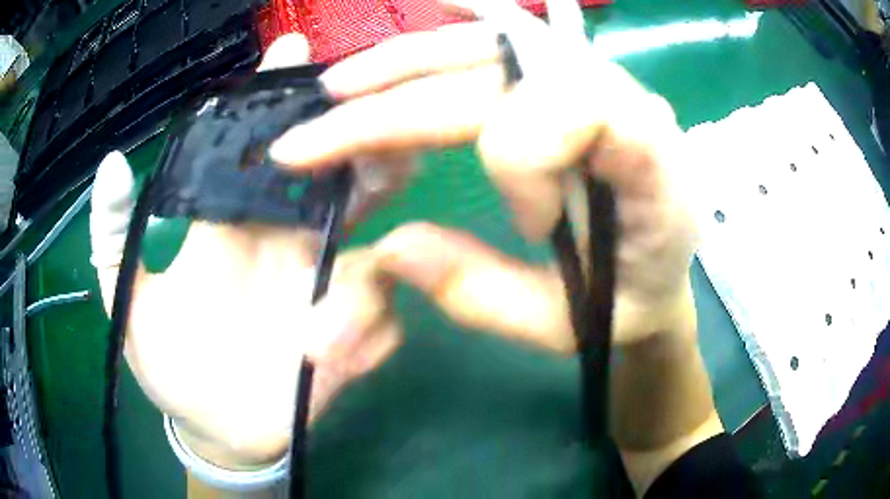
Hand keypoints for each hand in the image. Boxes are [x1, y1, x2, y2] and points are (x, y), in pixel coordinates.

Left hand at [89, 34, 402, 468]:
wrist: (211, 431)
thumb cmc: (166, 366)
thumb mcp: (126, 302)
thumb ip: (113, 236)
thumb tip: (113, 163)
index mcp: (236, 228)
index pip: (265, 146)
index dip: (277, 95)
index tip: (294, 49)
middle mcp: (290, 248)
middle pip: (345, 185)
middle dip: (367, 152)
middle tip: (379, 137)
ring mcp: (324, 296)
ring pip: (378, 259)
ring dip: (366, 279)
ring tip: (325, 322)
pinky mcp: (349, 345)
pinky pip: (380, 325)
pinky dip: (364, 337)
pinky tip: (324, 362)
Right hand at [269, 0, 698, 352]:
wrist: (660, 274)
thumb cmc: (627, 303)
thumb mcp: (565, 325)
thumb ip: (485, 295)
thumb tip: (391, 247)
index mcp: (653, 165)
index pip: (572, 108)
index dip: (524, 156)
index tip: (527, 222)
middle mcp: (628, 101)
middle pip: (505, 71)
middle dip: (399, 99)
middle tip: (317, 130)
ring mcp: (598, 81)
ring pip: (495, 46)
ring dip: (407, 63)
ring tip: (339, 88)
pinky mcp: (571, 81)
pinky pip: (514, 36)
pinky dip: (462, 26)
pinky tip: (434, 6)